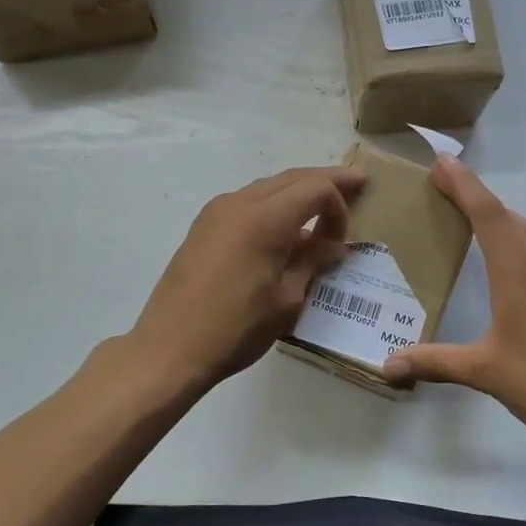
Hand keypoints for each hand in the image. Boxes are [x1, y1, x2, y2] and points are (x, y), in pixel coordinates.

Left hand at [130, 165, 367, 390]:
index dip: (339, 204)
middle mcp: (240, 203)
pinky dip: (273, 205)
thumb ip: (312, 262)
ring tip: (321, 206)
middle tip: (356, 183)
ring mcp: (217, 212)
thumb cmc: (236, 328)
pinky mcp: (204, 226)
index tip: (344, 240)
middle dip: (325, 180)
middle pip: (293, 177)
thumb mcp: (287, 299)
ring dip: (297, 192)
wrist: (170, 348)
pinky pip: (248, 202)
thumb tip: (333, 246)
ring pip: (268, 187)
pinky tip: (284, 228)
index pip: (316, 188)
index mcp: (265, 218)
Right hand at [383, 156, 525, 447]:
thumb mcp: (485, 371)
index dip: (464, 185)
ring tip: (477, 221)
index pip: (488, 215)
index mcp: (519, 273)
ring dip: (504, 218)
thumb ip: (435, 362)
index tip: (443, 162)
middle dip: (479, 197)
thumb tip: (387, 365)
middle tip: (448, 189)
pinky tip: (517, 266)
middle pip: (510, 217)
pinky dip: (524, 242)